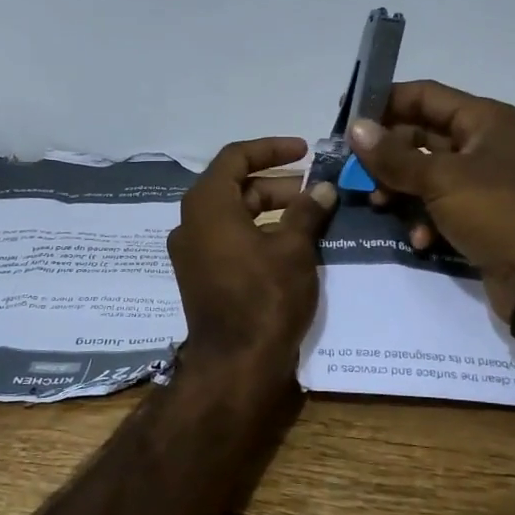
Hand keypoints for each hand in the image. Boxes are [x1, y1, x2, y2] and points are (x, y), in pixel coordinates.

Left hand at [167, 137, 337, 384]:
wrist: (235, 365)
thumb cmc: (264, 298)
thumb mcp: (293, 249)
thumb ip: (307, 211)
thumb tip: (322, 189)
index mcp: (207, 205)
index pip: (236, 157)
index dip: (272, 149)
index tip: (306, 151)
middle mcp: (191, 222)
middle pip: (234, 186)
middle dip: (277, 184)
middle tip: (315, 191)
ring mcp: (192, 252)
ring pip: (233, 215)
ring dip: (269, 209)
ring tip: (310, 216)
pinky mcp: (199, 276)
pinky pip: (228, 239)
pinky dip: (257, 233)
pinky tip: (290, 244)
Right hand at [348, 82, 514, 319]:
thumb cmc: (496, 211)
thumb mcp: (441, 179)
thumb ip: (394, 156)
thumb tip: (356, 128)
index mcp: (483, 120)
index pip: (424, 95)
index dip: (384, 101)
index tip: (347, 115)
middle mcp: (483, 143)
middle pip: (421, 135)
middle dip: (387, 154)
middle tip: (353, 170)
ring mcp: (481, 181)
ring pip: (425, 173)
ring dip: (400, 188)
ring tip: (379, 204)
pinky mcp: (478, 214)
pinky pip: (439, 205)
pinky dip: (423, 219)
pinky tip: (419, 239)